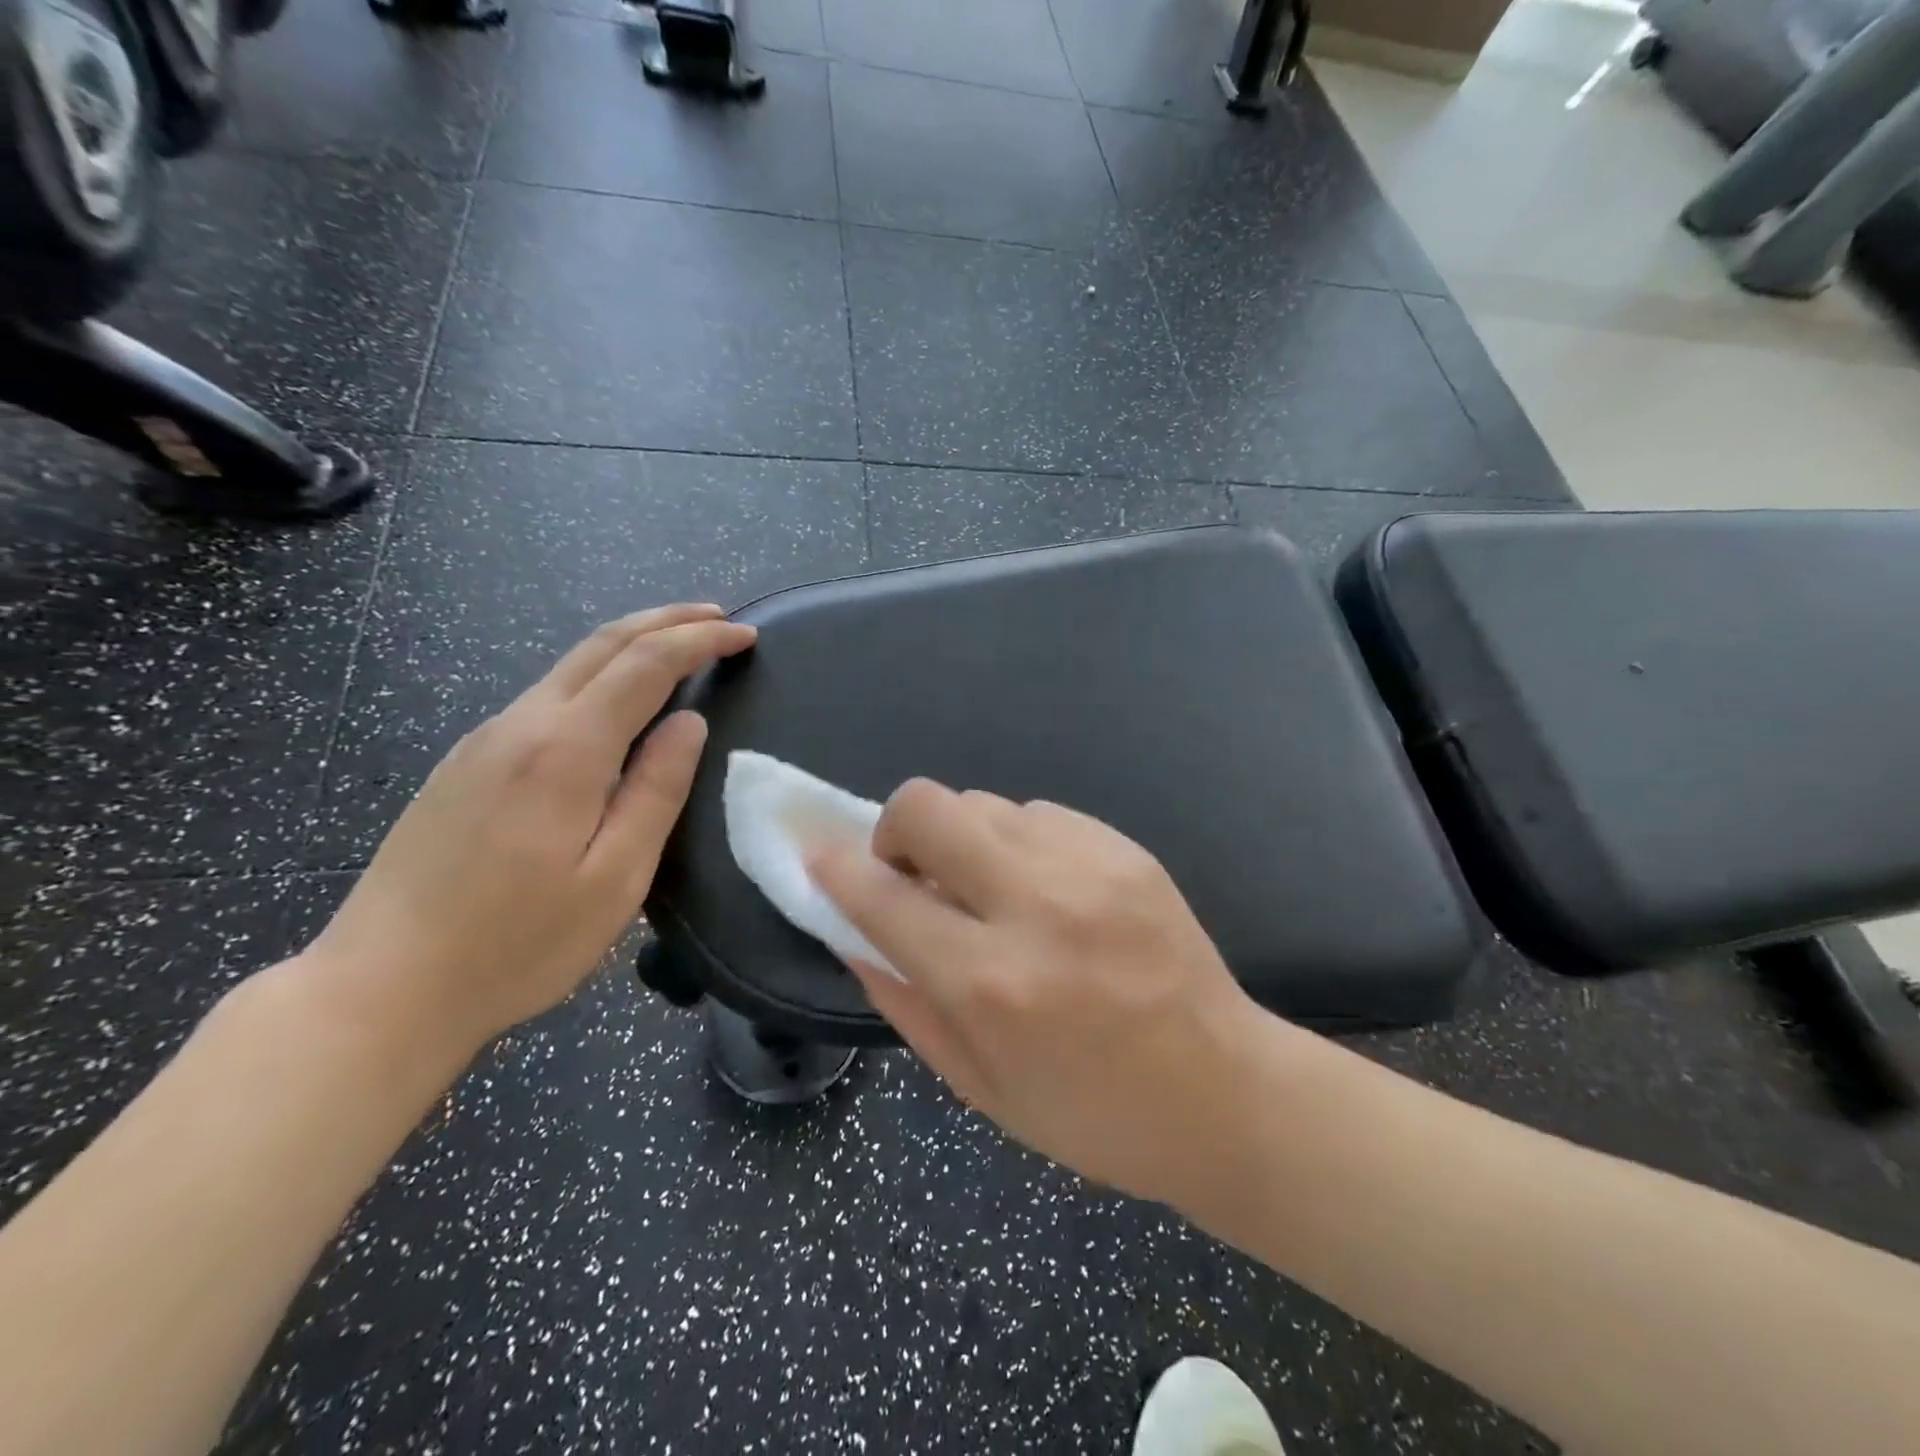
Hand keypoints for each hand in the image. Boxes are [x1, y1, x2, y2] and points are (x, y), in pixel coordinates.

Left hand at [306, 604, 754, 1054]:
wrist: (381, 988)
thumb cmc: (517, 944)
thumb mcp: (615, 878)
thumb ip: (657, 791)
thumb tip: (688, 723)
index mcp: (566, 750)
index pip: (646, 665)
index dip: (700, 641)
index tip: (745, 636)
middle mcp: (520, 725)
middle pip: (601, 644)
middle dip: (666, 621)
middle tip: (718, 618)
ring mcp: (484, 741)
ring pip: (569, 666)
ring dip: (631, 644)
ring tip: (679, 647)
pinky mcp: (465, 764)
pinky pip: (545, 695)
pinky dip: (597, 675)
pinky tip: (615, 700)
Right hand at [812, 781, 1274, 1207]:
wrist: (1224, 1092)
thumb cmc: (1091, 1114)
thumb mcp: (976, 1083)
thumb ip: (902, 997)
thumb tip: (850, 928)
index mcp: (990, 981)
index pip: (881, 896)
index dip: (836, 869)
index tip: (821, 859)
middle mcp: (1033, 904)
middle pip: (926, 806)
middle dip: (896, 831)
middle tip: (915, 875)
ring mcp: (1087, 864)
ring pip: (982, 802)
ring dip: (963, 840)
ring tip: (990, 890)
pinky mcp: (1125, 847)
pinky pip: (1038, 813)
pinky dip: (1018, 843)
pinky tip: (1045, 889)